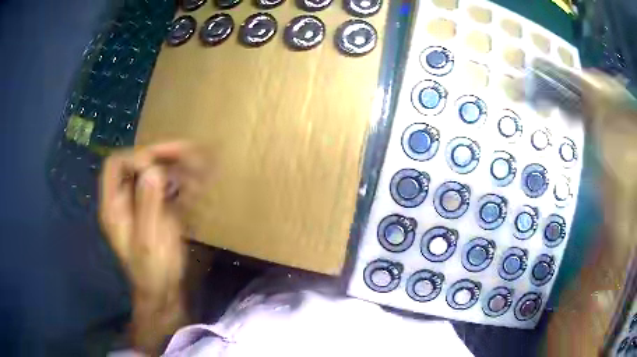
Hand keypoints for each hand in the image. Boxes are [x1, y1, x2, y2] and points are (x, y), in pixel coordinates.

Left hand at [99, 142, 201, 352]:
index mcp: (114, 205)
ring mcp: (142, 203)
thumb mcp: (149, 241)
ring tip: (201, 161)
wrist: (164, 293)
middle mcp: (125, 198)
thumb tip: (153, 169)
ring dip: (178, 165)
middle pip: (139, 164)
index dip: (136, 157)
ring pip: (156, 172)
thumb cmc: (153, 271)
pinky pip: (168, 187)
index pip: (116, 164)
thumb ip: (148, 204)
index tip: (159, 166)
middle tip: (191, 151)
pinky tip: (200, 179)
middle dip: (163, 155)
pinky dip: (184, 180)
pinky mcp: (157, 209)